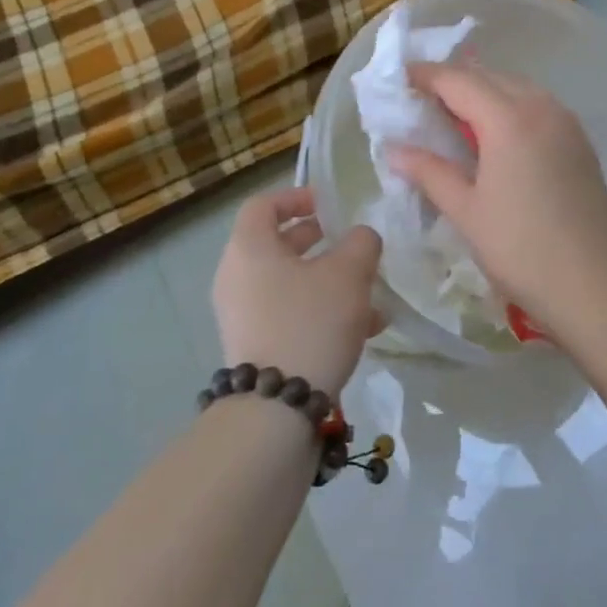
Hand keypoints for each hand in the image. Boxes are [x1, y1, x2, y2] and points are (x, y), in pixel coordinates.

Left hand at [212, 187, 382, 397]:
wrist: (277, 409)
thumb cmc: (310, 321)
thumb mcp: (350, 272)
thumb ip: (361, 242)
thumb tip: (361, 238)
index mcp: (250, 248)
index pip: (263, 205)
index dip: (296, 197)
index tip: (328, 205)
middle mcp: (237, 277)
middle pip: (276, 244)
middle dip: (318, 241)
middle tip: (349, 244)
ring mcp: (242, 315)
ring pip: (288, 283)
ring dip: (327, 280)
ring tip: (370, 293)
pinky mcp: (255, 347)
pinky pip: (288, 314)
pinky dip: (320, 311)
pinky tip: (365, 329)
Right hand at [387, 64, 606, 332]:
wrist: (593, 284)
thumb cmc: (520, 248)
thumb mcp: (466, 211)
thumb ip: (429, 172)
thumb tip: (394, 150)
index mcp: (509, 119)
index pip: (459, 81)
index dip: (427, 75)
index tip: (401, 77)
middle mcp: (541, 107)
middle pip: (491, 78)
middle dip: (455, 80)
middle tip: (423, 97)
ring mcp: (566, 122)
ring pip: (518, 88)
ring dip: (485, 90)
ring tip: (456, 113)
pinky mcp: (580, 140)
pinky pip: (538, 105)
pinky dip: (511, 105)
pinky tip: (497, 132)